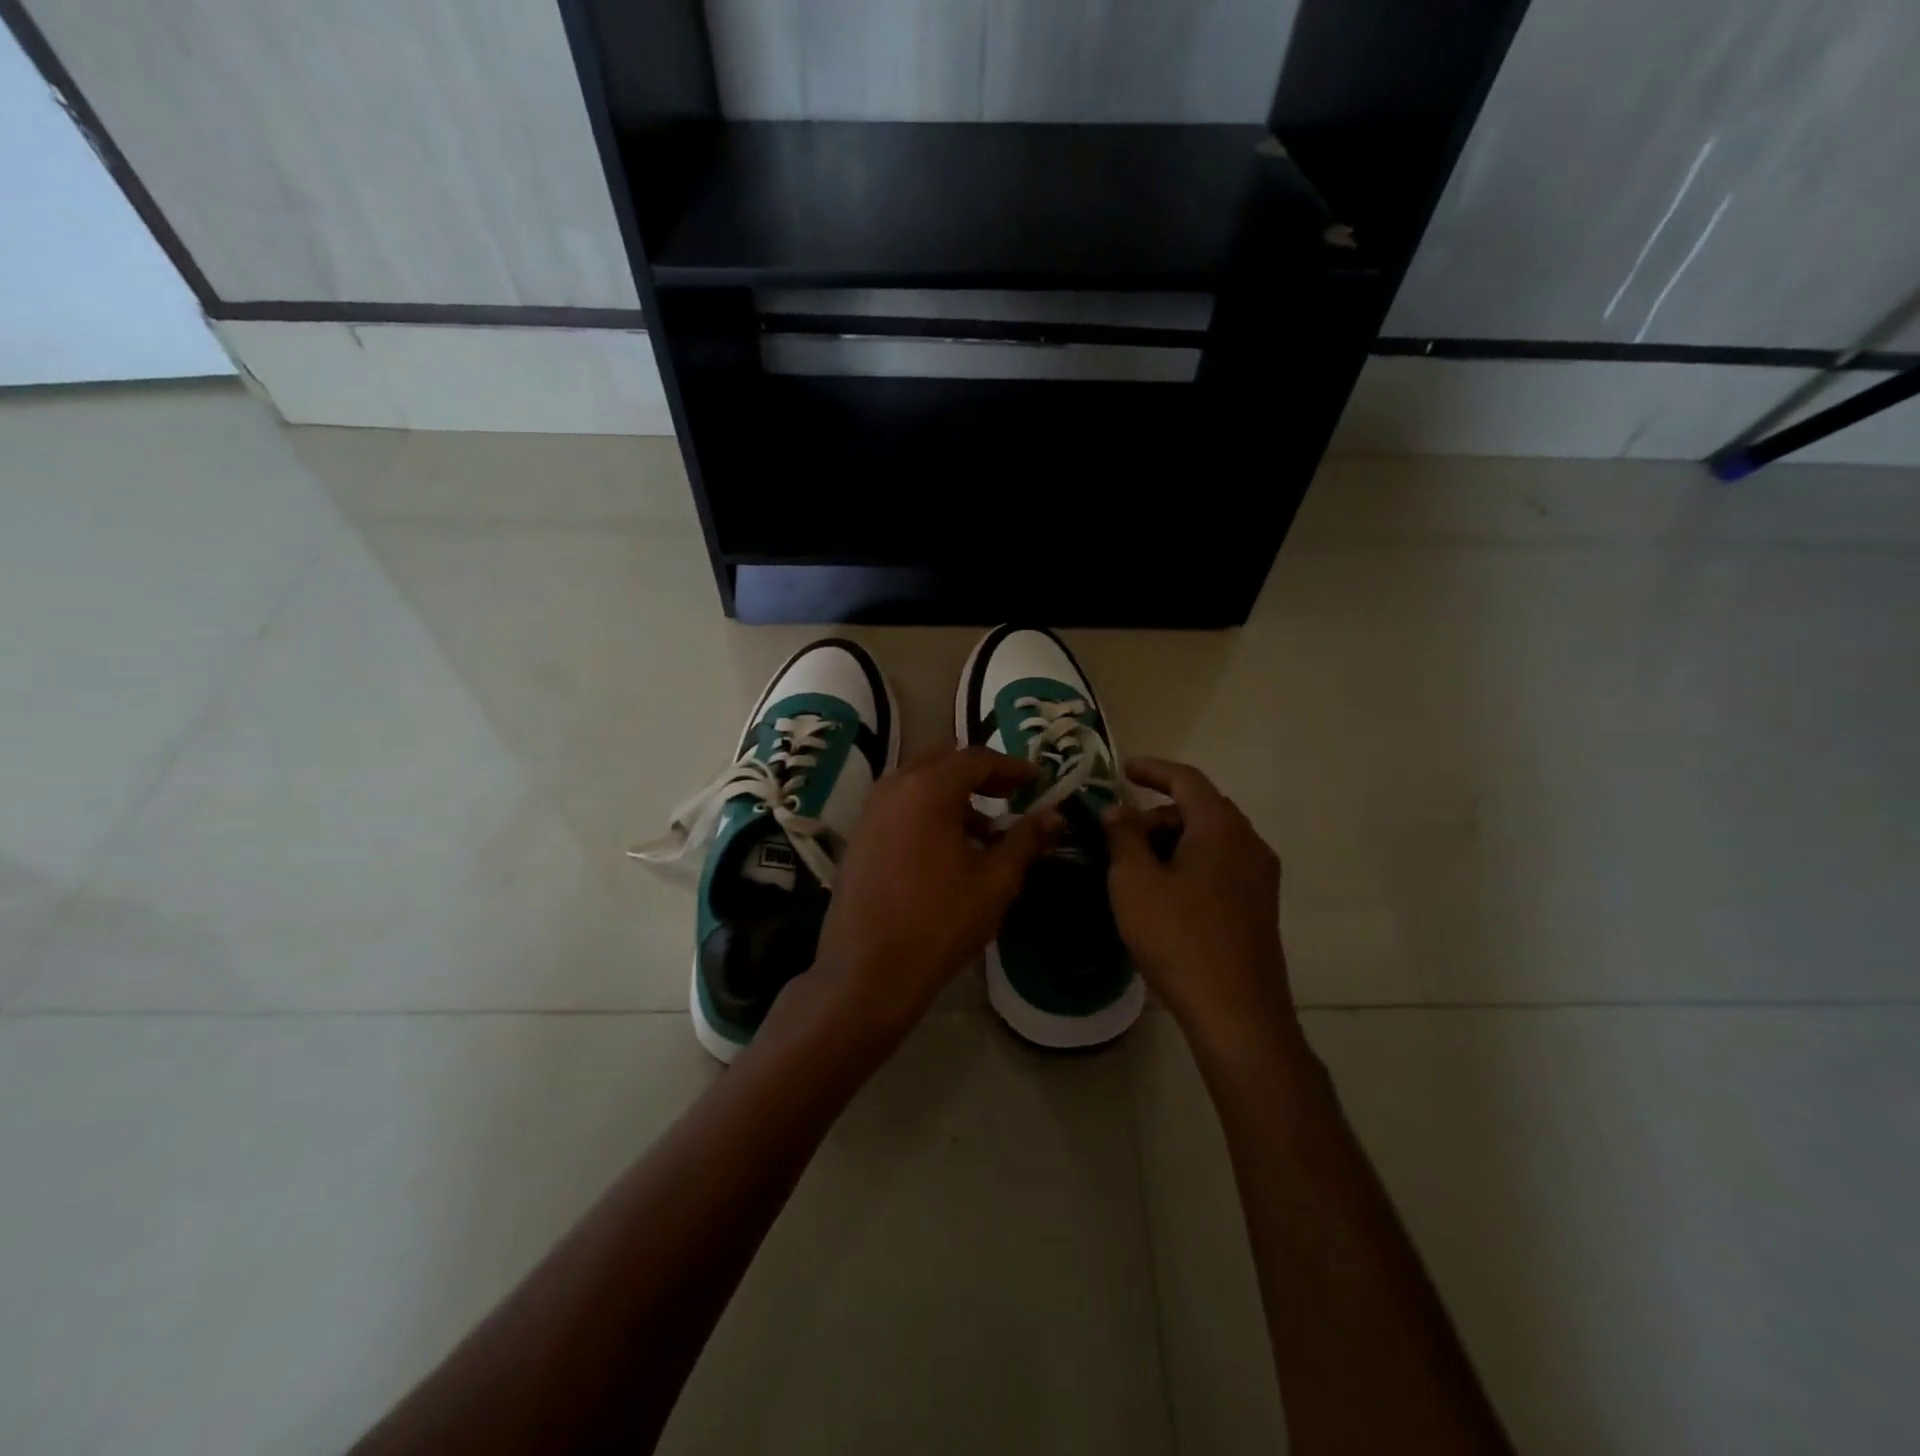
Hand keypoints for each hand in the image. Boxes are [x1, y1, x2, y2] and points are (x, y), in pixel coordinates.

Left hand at [783, 746, 1058, 1056]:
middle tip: (1010, 794)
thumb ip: (1025, 840)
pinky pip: (900, 805)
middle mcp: (894, 787)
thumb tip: (1055, 815)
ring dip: (953, 794)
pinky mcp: (859, 836)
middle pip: (943, 760)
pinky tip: (949, 849)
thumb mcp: (995, 882)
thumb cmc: (938, 922)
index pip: (976, 759)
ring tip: (985, 831)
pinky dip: (928, 810)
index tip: (1037, 780)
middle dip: (979, 773)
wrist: (867, 972)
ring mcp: (870, 811)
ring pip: (918, 782)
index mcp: (928, 789)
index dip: (1011, 766)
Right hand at [1103, 758, 1299, 1061]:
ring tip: (1136, 867)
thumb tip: (1117, 810)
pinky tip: (1163, 893)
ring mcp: (1260, 877)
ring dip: (1173, 840)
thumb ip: (1123, 836)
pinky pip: (1220, 866)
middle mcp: (1249, 843)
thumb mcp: (1134, 882)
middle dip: (1158, 813)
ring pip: (1211, 839)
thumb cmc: (1179, 938)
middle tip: (1120, 834)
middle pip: (1200, 809)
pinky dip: (1190, 863)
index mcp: (1221, 828)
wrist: (1237, 1013)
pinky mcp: (1259, 907)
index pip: (1187, 779)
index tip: (1123, 770)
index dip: (1152, 770)